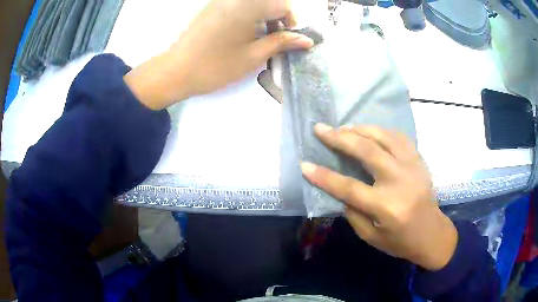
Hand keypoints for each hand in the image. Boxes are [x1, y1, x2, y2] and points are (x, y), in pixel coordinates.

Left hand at [124, 0, 313, 109]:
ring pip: (254, 4)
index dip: (292, 21)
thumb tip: (307, 40)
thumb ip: (282, 43)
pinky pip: (239, 6)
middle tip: (276, 40)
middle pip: (269, 2)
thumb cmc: (216, 65)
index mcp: (248, 5)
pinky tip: (244, 34)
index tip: (289, 39)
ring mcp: (222, 1)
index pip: (283, 4)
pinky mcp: (213, 7)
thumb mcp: (254, 55)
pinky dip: (249, 17)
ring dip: (264, 18)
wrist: (176, 71)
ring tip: (260, 39)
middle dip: (278, 19)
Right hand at [300, 124, 457, 270]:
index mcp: (386, 206)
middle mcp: (399, 181)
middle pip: (366, 151)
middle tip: (320, 128)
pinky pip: (398, 137)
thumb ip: (353, 211)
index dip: (323, 176)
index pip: (348, 187)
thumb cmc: (400, 241)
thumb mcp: (370, 236)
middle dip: (339, 138)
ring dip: (360, 129)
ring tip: (343, 127)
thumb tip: (338, 189)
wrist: (432, 234)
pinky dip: (381, 131)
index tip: (304, 164)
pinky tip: (369, 131)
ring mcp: (412, 167)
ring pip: (383, 137)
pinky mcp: (419, 160)